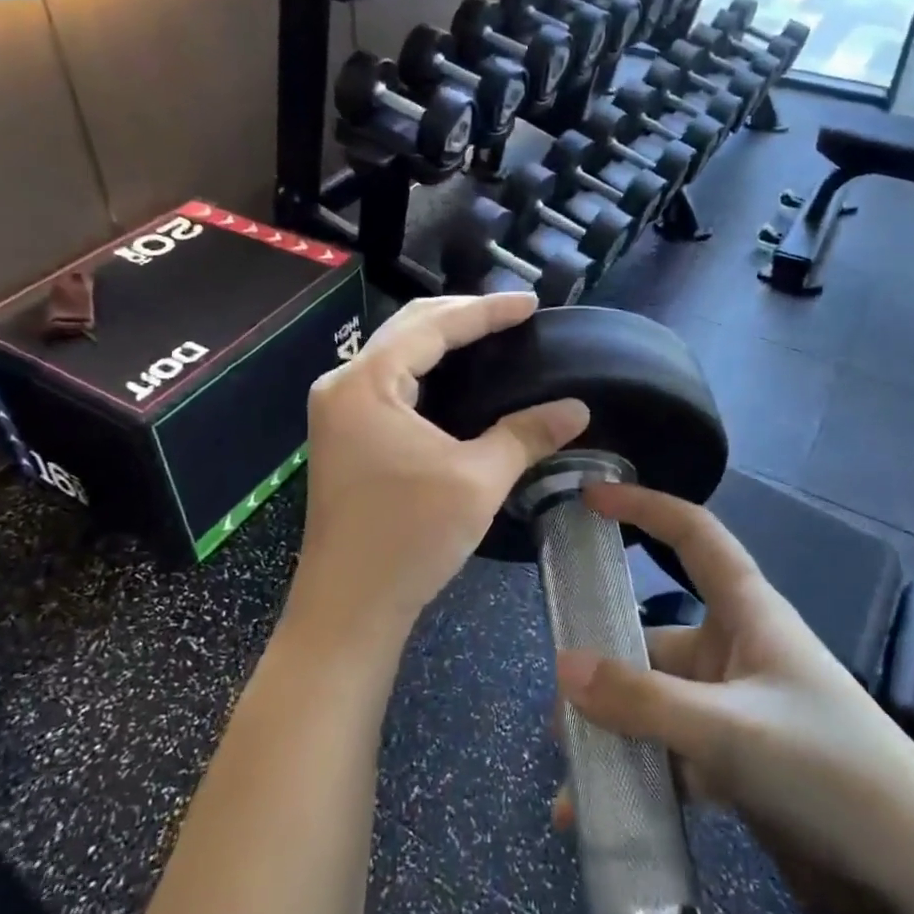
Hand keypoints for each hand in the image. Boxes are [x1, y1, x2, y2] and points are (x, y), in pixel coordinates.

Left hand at [290, 292, 588, 637]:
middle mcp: (343, 385)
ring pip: (395, 353)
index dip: (486, 311)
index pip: (433, 326)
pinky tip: (456, 377)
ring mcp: (337, 411)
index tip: (531, 304)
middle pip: (408, 329)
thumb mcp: (477, 480)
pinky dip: (425, 369)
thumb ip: (526, 435)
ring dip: (441, 339)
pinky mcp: (343, 435)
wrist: (348, 609)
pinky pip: (388, 381)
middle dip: (462, 315)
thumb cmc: (409, 539)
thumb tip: (576, 409)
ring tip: (490, 335)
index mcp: (366, 383)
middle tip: (513, 314)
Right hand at [552, 482, 913, 913]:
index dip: (644, 508)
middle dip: (604, 671)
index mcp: (747, 613)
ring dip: (615, 737)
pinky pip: (672, 757)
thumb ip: (643, 701)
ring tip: (571, 782)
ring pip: (657, 706)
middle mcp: (736, 652)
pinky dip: (639, 779)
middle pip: (654, 641)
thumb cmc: (831, 768)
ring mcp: (735, 710)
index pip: (692, 535)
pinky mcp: (737, 764)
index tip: (591, 499)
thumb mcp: (730, 731)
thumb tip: (562, 667)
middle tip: (556, 712)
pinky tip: (600, 815)